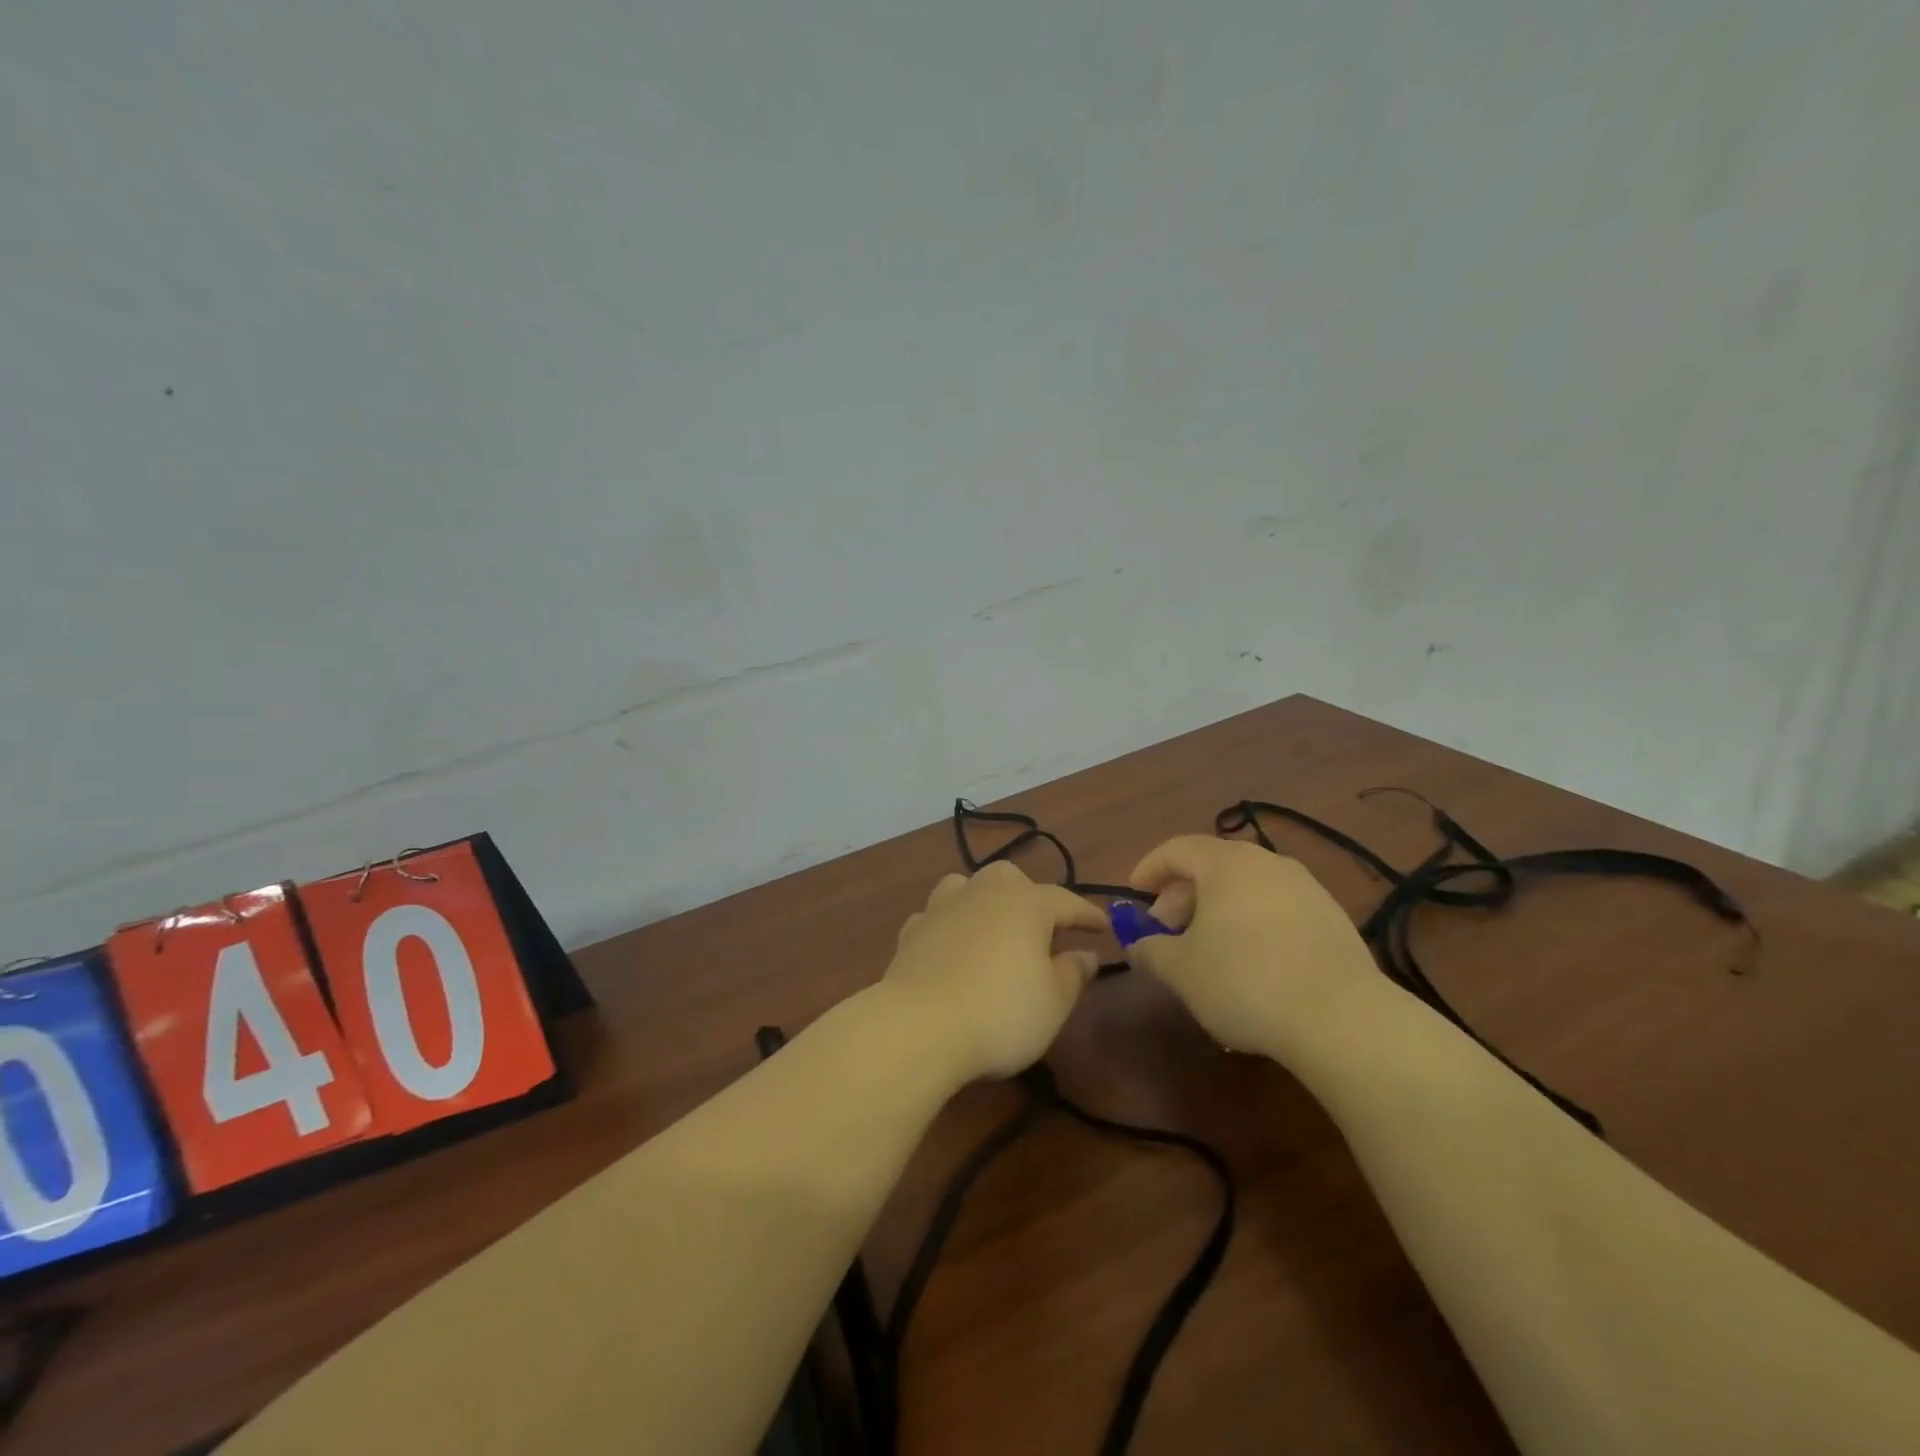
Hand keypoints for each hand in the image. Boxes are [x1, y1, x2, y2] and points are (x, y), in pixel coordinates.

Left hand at [882, 861, 1106, 1080]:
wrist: (919, 1026)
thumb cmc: (1001, 1013)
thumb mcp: (1053, 1002)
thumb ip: (1073, 974)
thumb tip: (1085, 954)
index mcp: (1025, 904)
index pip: (1065, 901)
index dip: (1086, 914)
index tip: (1103, 927)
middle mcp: (982, 893)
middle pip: (1010, 878)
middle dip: (1029, 895)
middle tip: (1041, 926)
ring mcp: (941, 908)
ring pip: (965, 886)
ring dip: (982, 899)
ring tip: (991, 925)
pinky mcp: (911, 932)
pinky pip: (935, 917)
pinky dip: (947, 926)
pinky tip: (949, 946)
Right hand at [1125, 836, 1384, 1059]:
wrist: (1342, 1019)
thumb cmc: (1244, 982)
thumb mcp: (1180, 970)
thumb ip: (1150, 949)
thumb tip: (1140, 943)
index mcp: (1226, 864)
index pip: (1177, 850)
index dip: (1149, 870)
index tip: (1134, 895)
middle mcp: (1267, 863)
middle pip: (1212, 867)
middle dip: (1181, 897)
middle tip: (1166, 933)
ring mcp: (1306, 888)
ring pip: (1246, 888)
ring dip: (1217, 911)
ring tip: (1206, 951)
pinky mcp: (1332, 918)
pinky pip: (1276, 908)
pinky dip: (1251, 923)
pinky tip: (1250, 964)